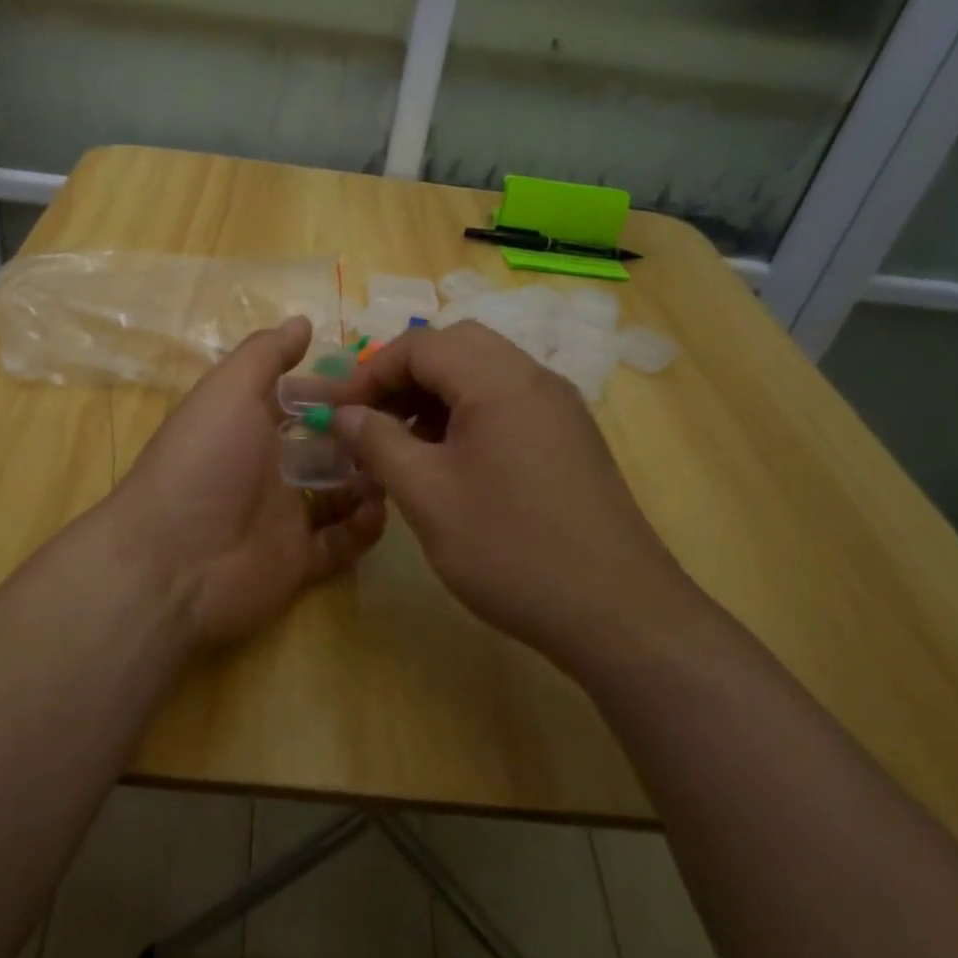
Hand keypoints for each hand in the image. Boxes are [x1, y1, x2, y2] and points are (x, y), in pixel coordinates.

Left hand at [110, 316, 386, 649]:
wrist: (172, 563)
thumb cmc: (203, 462)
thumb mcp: (228, 391)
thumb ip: (265, 355)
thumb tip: (303, 321)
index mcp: (250, 425)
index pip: (303, 400)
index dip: (339, 390)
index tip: (382, 382)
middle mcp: (268, 466)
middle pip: (328, 445)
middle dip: (363, 436)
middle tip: (404, 428)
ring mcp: (284, 516)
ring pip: (341, 492)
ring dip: (370, 478)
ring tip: (396, 467)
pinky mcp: (299, 561)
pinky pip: (342, 542)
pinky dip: (363, 527)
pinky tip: (376, 510)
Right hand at [332, 320, 694, 669]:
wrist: (617, 612)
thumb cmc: (510, 549)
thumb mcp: (427, 495)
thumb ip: (378, 443)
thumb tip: (343, 414)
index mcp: (499, 380)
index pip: (420, 345)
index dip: (370, 373)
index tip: (340, 414)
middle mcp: (534, 378)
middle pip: (455, 347)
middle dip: (404, 377)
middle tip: (373, 421)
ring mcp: (559, 407)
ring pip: (483, 373)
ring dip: (435, 395)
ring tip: (403, 444)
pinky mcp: (570, 437)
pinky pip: (507, 402)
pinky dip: (467, 414)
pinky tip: (449, 461)